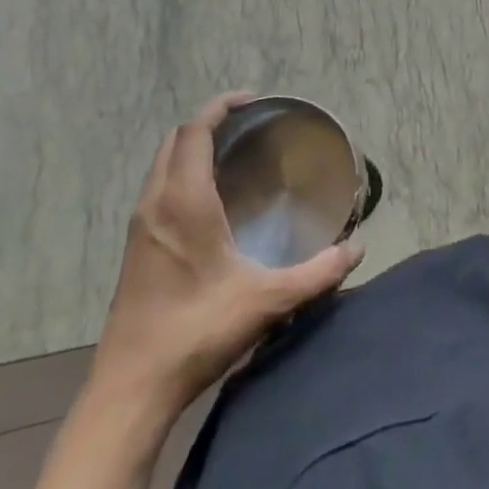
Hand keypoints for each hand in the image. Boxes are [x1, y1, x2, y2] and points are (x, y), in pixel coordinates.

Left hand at [91, 92, 361, 420]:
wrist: (131, 389)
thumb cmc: (197, 332)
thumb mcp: (267, 301)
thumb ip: (318, 273)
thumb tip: (357, 249)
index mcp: (184, 203)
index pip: (194, 132)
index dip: (220, 107)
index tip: (251, 100)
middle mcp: (156, 204)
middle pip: (174, 140)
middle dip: (207, 122)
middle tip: (246, 124)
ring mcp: (138, 226)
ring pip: (161, 164)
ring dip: (190, 147)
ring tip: (230, 154)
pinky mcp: (132, 248)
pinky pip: (156, 188)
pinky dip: (179, 173)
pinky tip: (207, 200)